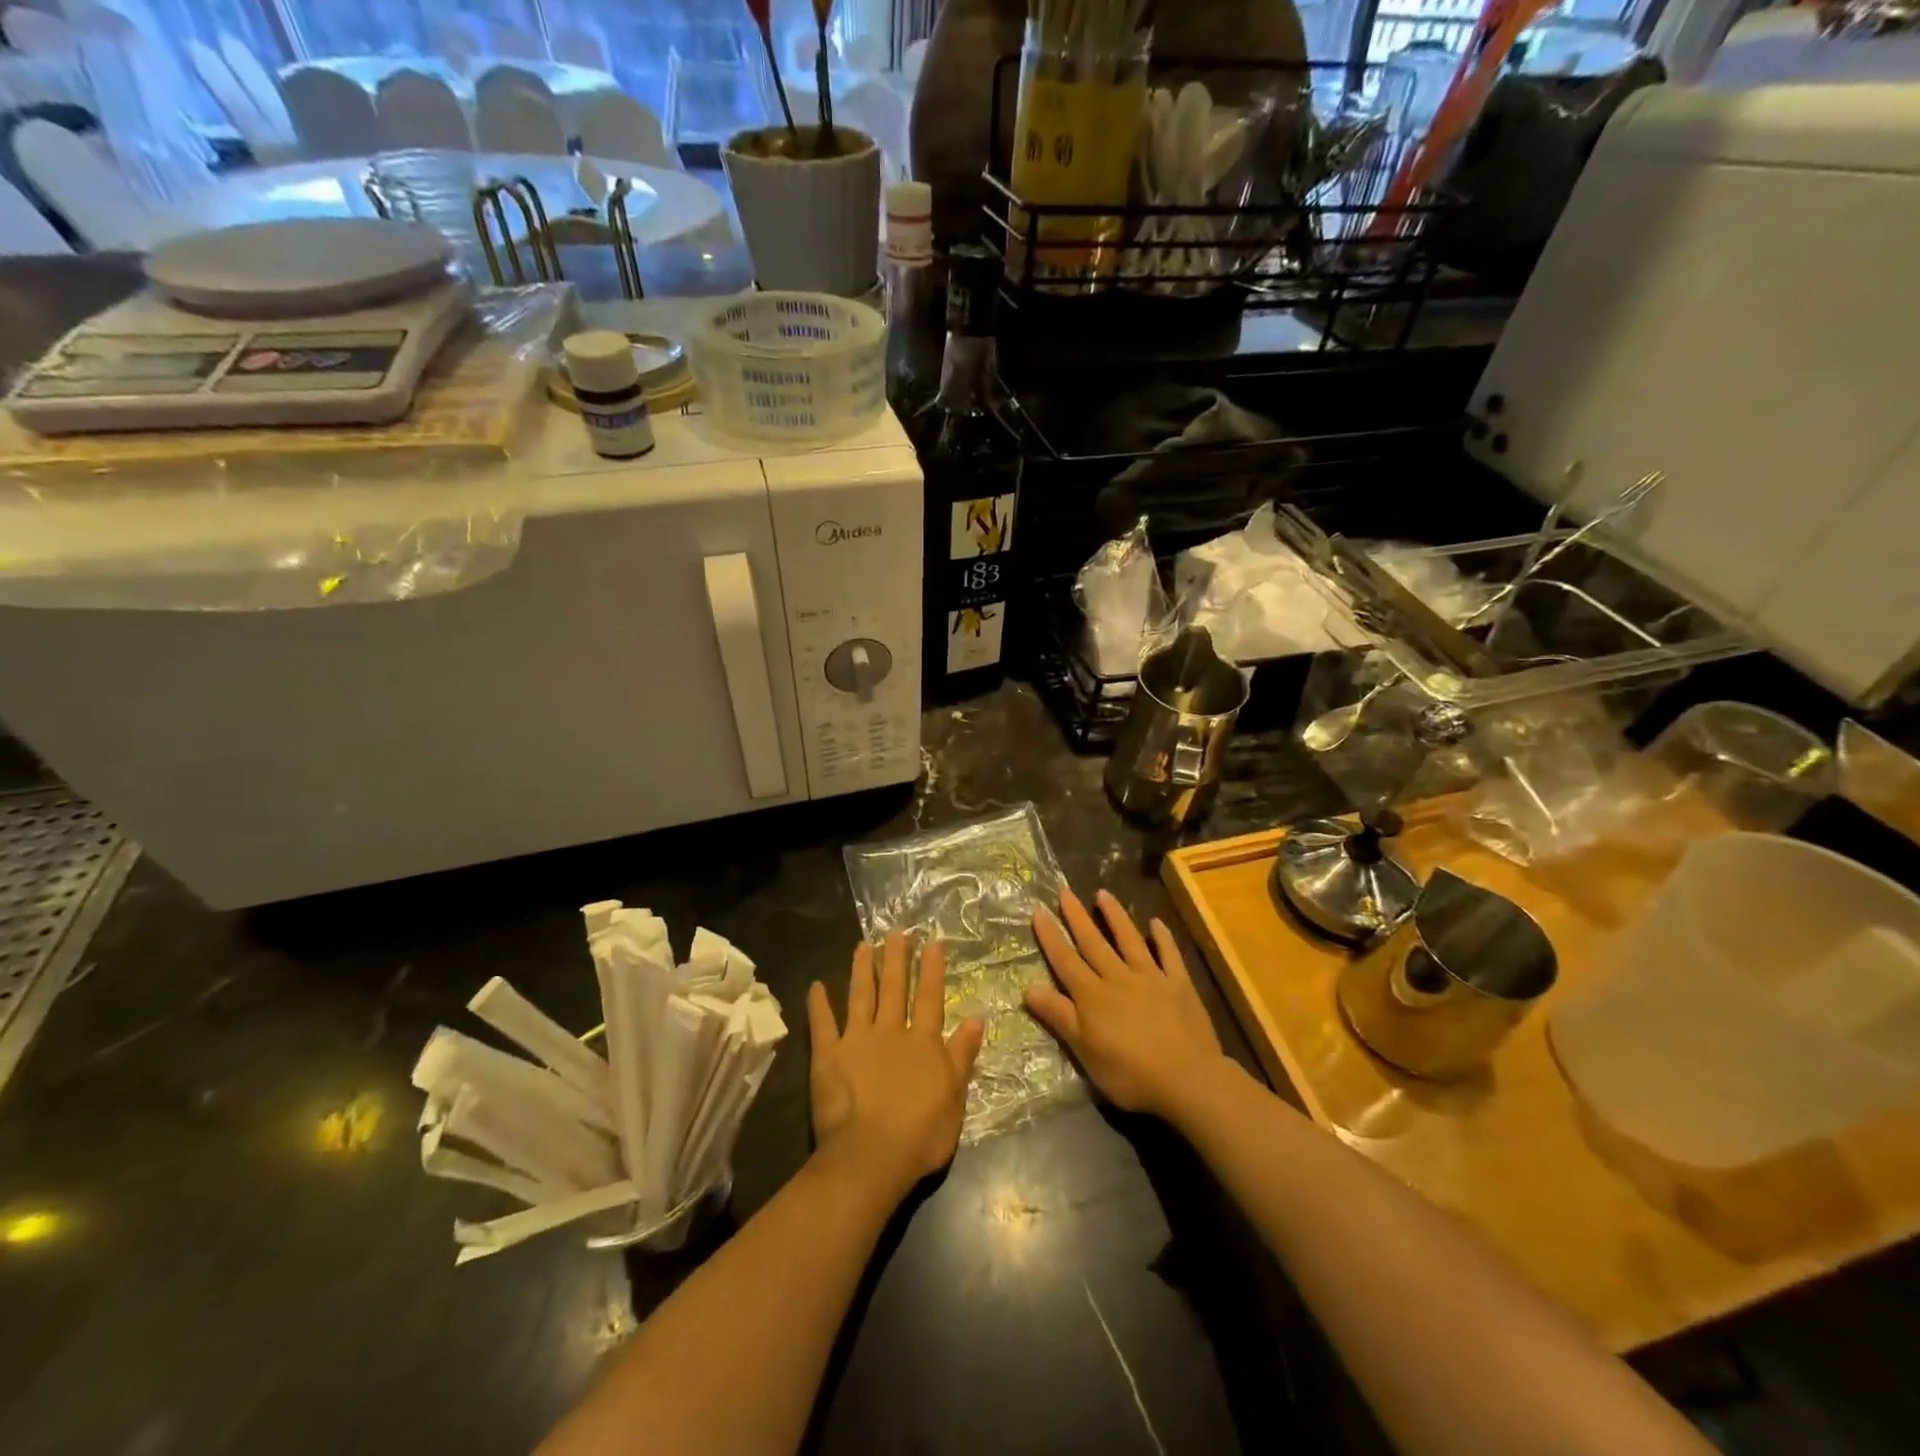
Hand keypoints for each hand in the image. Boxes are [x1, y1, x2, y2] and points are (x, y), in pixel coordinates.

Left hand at [807, 933, 983, 1204]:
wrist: (871, 1155)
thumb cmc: (921, 1133)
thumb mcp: (955, 1096)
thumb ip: (962, 1055)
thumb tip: (976, 1018)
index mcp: (923, 1041)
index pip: (929, 997)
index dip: (931, 969)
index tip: (931, 942)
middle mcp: (890, 1031)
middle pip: (894, 988)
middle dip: (895, 958)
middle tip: (895, 932)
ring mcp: (857, 1040)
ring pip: (860, 996)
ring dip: (861, 969)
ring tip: (862, 946)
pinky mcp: (828, 1055)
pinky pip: (822, 1024)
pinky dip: (819, 1004)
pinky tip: (815, 985)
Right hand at [1026, 889, 1228, 1124]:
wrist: (1187, 1079)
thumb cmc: (1129, 1073)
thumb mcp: (1085, 1051)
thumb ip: (1059, 1016)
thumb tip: (1028, 988)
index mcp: (1092, 996)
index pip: (1065, 961)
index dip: (1051, 937)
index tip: (1038, 911)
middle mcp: (1118, 978)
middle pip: (1093, 943)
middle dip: (1077, 917)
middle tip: (1065, 891)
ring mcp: (1151, 977)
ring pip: (1129, 940)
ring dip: (1115, 916)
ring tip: (1103, 893)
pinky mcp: (1179, 984)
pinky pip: (1169, 955)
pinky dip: (1163, 937)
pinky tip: (1156, 922)